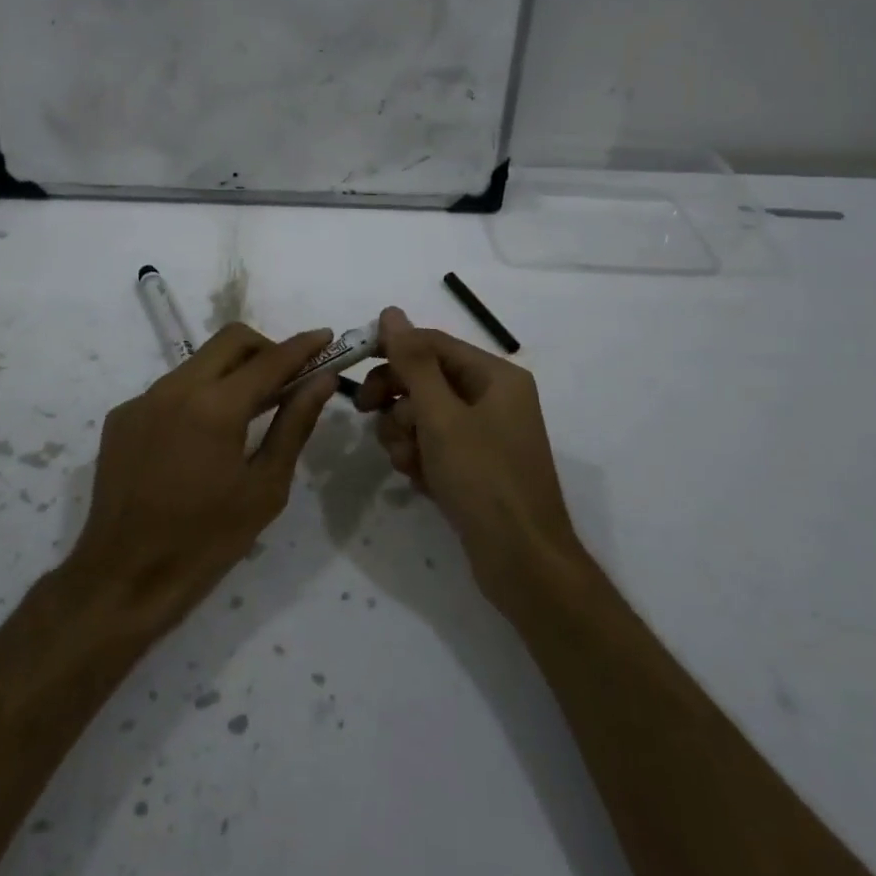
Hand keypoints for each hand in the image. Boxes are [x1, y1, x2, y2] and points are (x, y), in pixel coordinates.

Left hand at [65, 323, 339, 629]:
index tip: (326, 337)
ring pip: (198, 362)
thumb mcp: (264, 488)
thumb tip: (321, 380)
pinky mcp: (122, 417)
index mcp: (215, 407)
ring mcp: (142, 400)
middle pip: (230, 341)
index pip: (270, 359)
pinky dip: (198, 397)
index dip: (303, 346)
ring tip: (250, 411)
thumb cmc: (206, 541)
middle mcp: (174, 388)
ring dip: (231, 372)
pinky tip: (203, 439)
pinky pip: (170, 389)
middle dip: (266, 349)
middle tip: (288, 379)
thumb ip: (294, 425)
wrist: (124, 577)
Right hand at [355, 306, 583, 607]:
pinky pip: (433, 444)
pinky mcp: (473, 465)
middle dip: (397, 399)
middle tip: (367, 414)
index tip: (353, 364)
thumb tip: (391, 312)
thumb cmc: (484, 480)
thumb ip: (413, 362)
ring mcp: (484, 434)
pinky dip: (418, 457)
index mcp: (495, 376)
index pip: (432, 343)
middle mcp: (493, 398)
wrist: (522, 563)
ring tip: (406, 462)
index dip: (392, 349)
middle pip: (425, 378)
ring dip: (404, 434)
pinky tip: (418, 480)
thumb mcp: (442, 417)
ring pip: (423, 414)